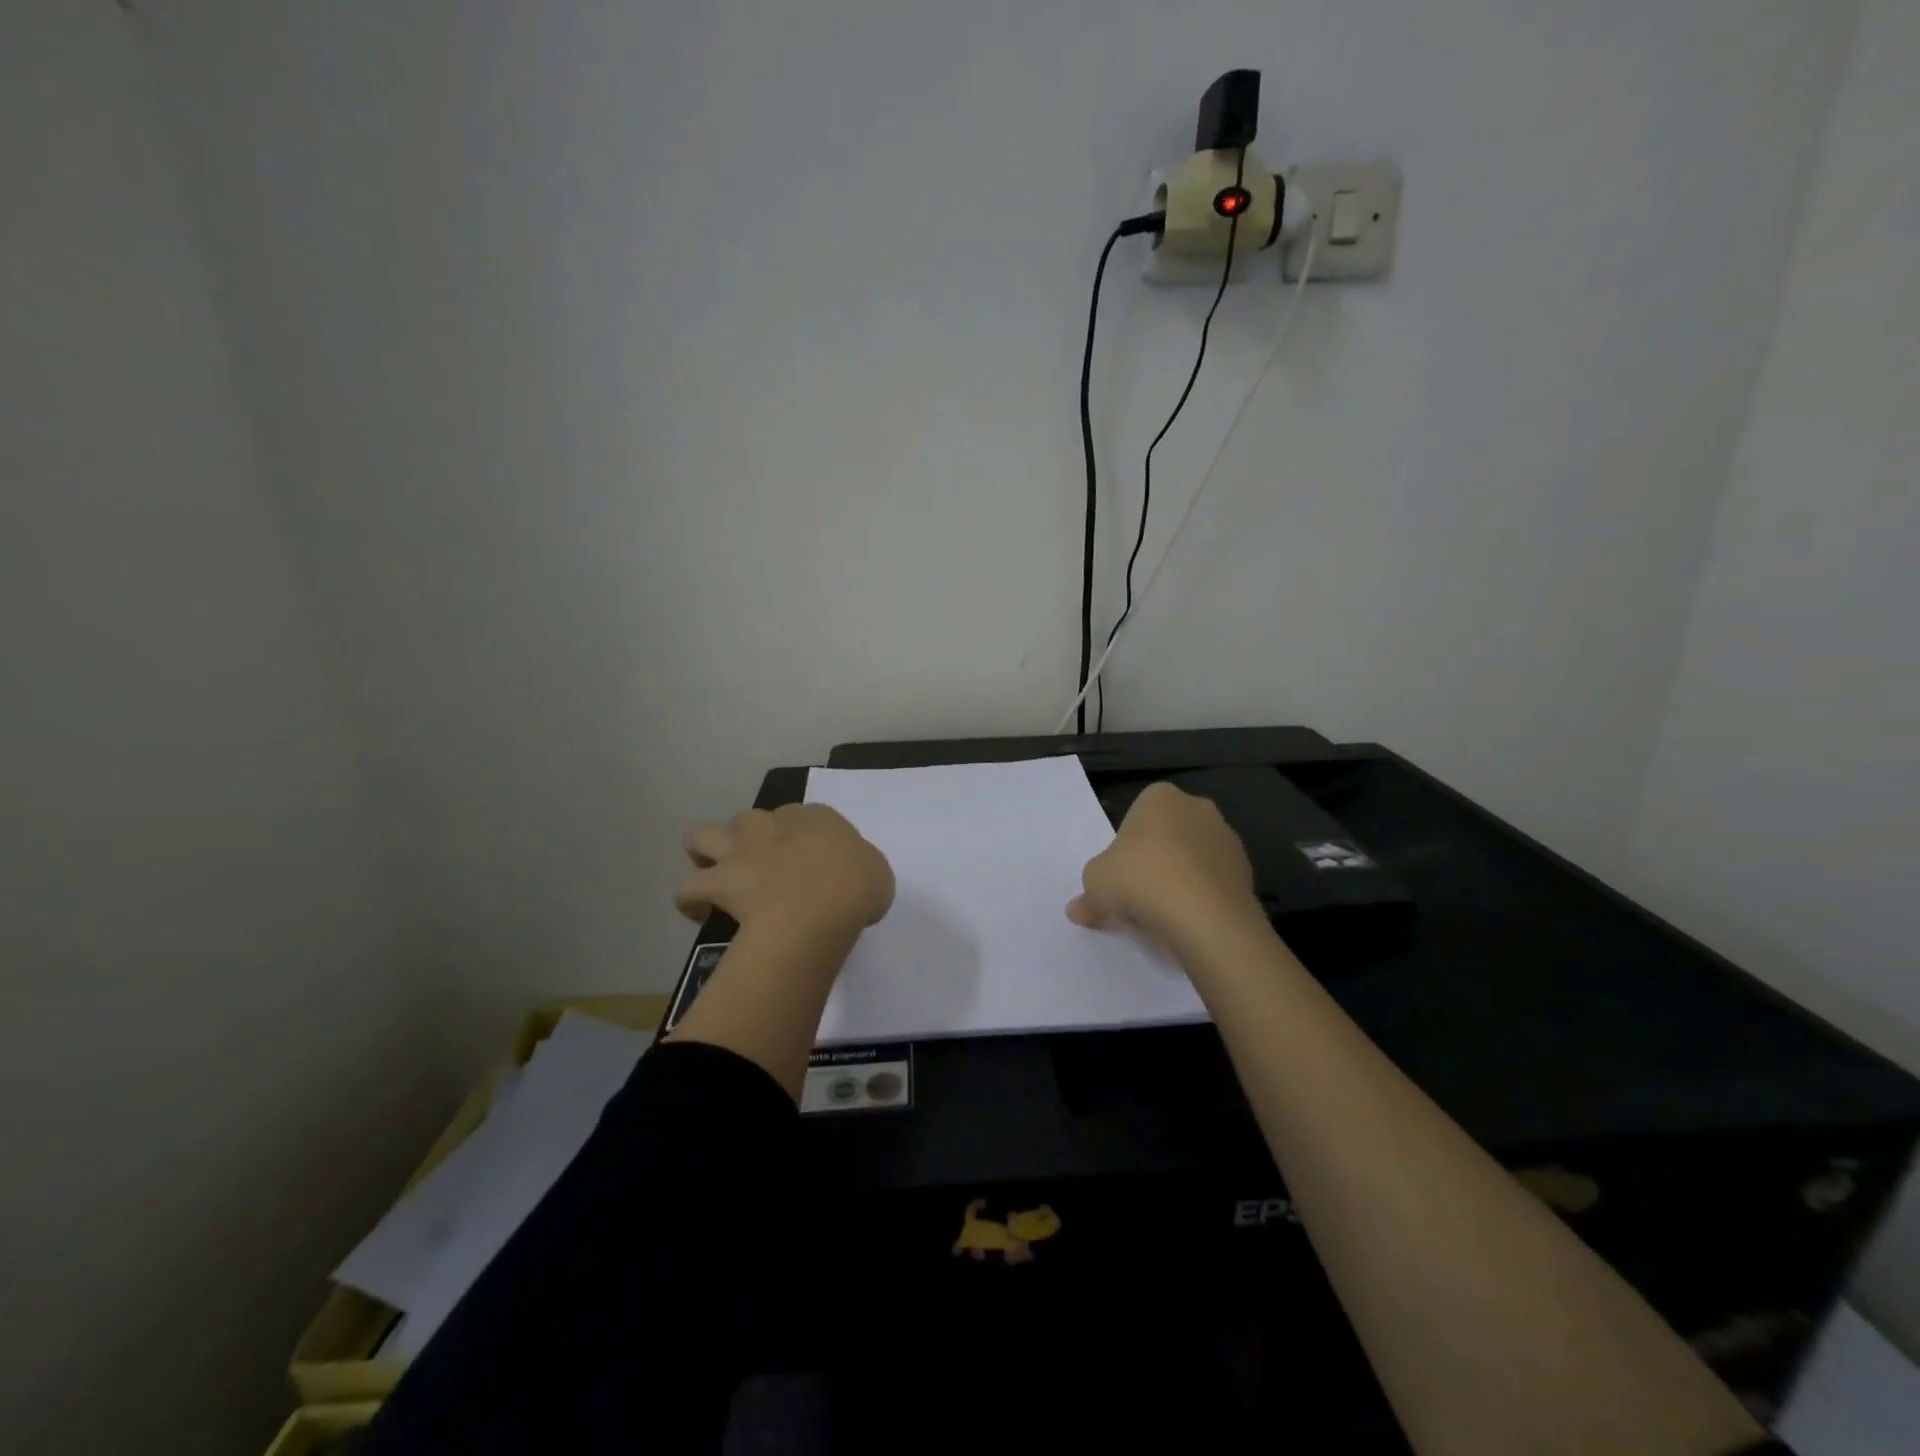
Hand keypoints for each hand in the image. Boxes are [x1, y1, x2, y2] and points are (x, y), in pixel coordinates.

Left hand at [676, 804, 893, 934]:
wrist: (820, 907)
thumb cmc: (857, 887)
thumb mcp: (877, 874)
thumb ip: (859, 869)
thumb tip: (849, 881)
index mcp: (816, 818)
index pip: (800, 817)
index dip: (799, 839)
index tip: (806, 865)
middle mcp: (773, 825)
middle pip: (749, 820)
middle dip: (748, 839)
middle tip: (761, 869)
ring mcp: (741, 851)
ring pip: (702, 835)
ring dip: (705, 852)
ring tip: (716, 873)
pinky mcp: (718, 882)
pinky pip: (689, 889)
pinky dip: (692, 900)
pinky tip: (702, 913)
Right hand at [1067, 783, 1258, 950]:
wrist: (1205, 918)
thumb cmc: (1140, 881)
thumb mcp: (1095, 884)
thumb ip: (1088, 894)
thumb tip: (1079, 910)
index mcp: (1160, 797)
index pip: (1136, 816)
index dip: (1124, 848)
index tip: (1119, 876)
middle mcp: (1198, 808)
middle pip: (1167, 836)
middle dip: (1154, 861)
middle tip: (1137, 896)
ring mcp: (1227, 839)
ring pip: (1192, 860)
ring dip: (1180, 880)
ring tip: (1162, 916)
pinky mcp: (1247, 872)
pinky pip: (1213, 883)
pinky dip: (1201, 899)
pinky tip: (1188, 923)